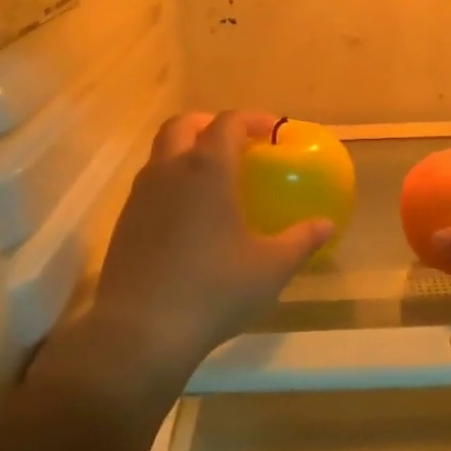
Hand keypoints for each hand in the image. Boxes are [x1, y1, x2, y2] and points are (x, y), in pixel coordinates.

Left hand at [78, 110, 332, 397]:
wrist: (140, 331)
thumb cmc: (214, 291)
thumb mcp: (270, 268)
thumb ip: (301, 241)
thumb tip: (326, 225)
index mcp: (207, 170)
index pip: (228, 123)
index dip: (252, 119)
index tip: (272, 131)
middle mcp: (169, 171)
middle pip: (183, 125)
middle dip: (210, 124)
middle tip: (236, 144)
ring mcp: (140, 195)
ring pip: (161, 153)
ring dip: (187, 151)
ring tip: (214, 180)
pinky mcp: (124, 221)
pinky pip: (150, 183)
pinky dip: (172, 181)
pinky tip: (190, 216)